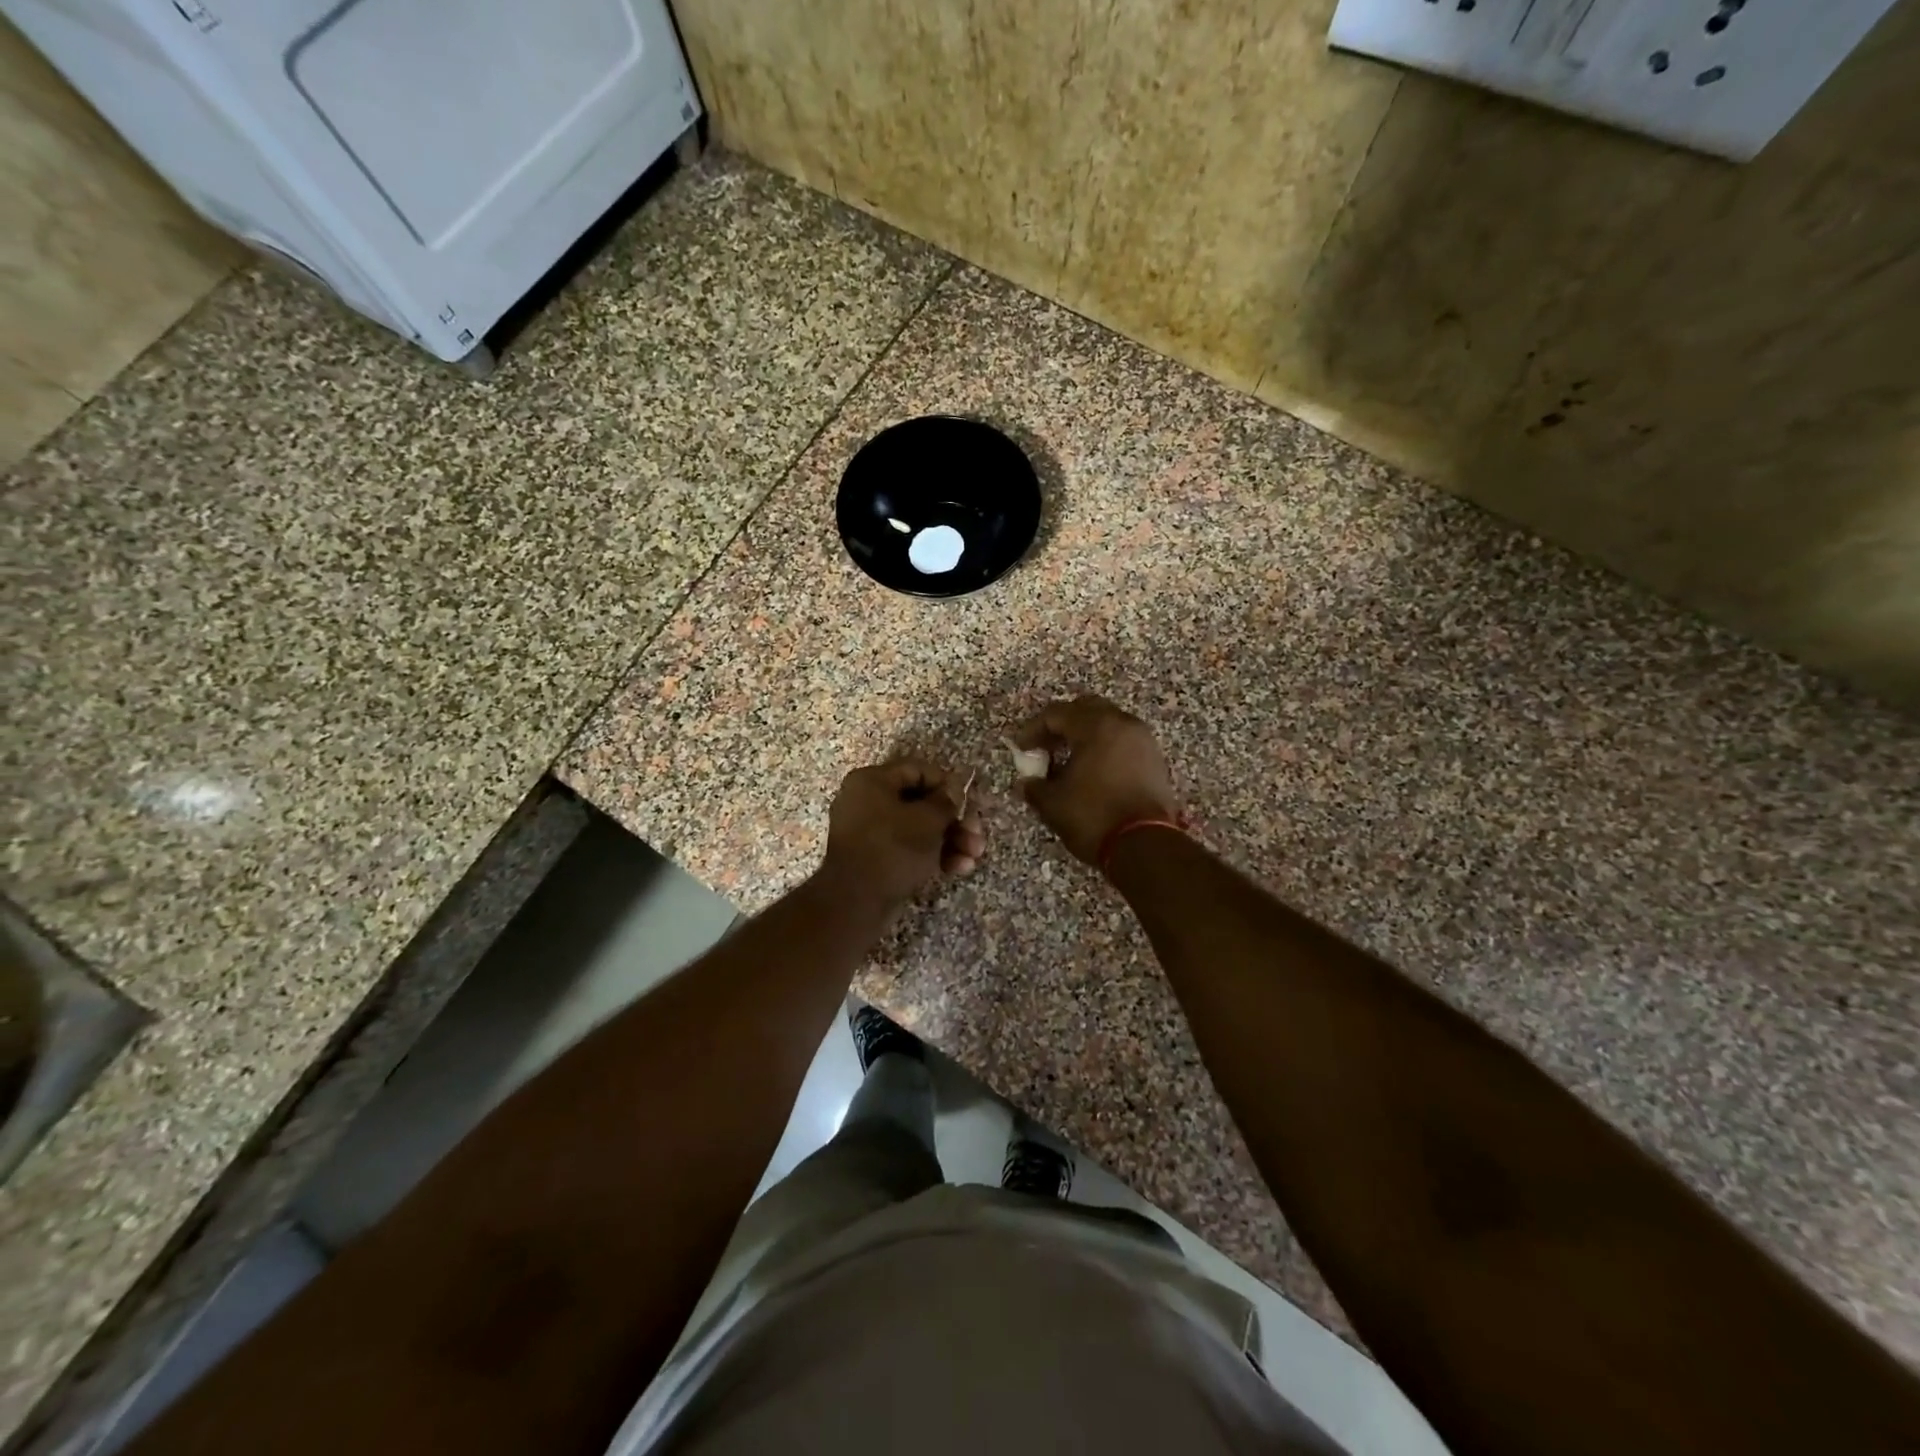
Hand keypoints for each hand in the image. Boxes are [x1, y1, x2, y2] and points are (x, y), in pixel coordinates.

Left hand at [818, 759, 985, 911]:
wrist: (856, 903)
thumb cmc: (893, 849)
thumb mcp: (927, 820)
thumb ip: (946, 801)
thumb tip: (954, 789)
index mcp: (871, 781)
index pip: (917, 770)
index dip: (947, 784)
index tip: (969, 801)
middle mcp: (866, 801)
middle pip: (920, 802)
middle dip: (954, 820)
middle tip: (977, 836)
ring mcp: (869, 832)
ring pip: (918, 828)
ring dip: (950, 840)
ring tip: (974, 857)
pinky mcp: (875, 859)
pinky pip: (908, 848)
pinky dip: (933, 855)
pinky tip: (958, 869)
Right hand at [1011, 696, 1178, 865]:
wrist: (1146, 846)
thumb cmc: (1094, 817)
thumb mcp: (1053, 804)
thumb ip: (1035, 787)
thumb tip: (1026, 783)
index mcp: (1096, 726)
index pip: (1056, 714)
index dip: (1033, 730)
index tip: (1021, 750)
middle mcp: (1123, 724)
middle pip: (1086, 709)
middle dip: (1062, 725)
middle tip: (1045, 748)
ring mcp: (1144, 741)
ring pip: (1108, 724)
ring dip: (1085, 737)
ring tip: (1067, 762)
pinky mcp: (1155, 761)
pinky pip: (1123, 742)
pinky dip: (1104, 749)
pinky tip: (1092, 774)